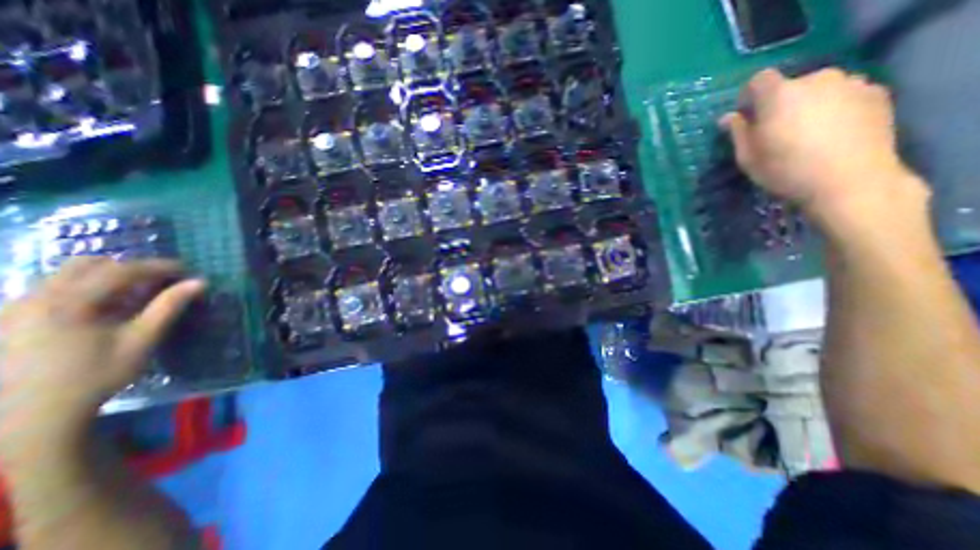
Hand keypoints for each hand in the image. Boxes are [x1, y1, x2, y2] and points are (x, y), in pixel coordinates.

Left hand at [0, 260, 204, 466]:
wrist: (33, 416)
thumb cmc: (96, 375)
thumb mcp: (141, 340)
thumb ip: (168, 306)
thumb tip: (199, 282)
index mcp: (68, 302)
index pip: (120, 270)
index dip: (158, 266)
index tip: (185, 270)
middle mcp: (35, 297)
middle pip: (88, 264)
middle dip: (129, 267)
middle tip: (159, 280)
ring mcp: (16, 307)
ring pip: (66, 274)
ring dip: (107, 276)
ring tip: (134, 292)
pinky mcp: (10, 319)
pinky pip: (53, 288)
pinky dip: (86, 288)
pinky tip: (103, 306)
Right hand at [717, 68, 928, 227]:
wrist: (848, 180)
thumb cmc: (785, 170)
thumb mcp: (748, 156)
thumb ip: (737, 132)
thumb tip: (727, 117)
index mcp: (780, 94)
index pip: (759, 80)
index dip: (749, 96)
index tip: (746, 116)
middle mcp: (817, 79)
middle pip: (791, 85)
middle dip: (780, 103)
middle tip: (777, 129)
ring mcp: (851, 83)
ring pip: (819, 89)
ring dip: (808, 104)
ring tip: (807, 131)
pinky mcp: (877, 93)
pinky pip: (845, 95)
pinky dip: (835, 107)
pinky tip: (832, 132)